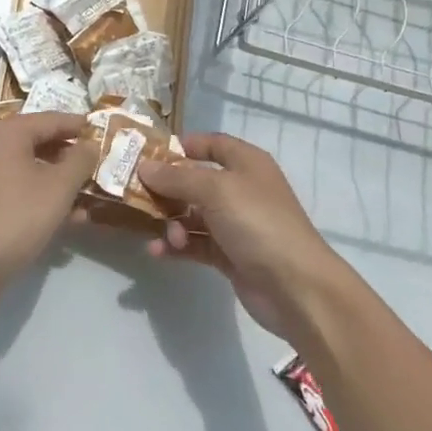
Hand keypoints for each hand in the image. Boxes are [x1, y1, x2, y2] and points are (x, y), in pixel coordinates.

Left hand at [0, 112, 96, 310]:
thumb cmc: (17, 216)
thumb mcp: (59, 187)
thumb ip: (80, 160)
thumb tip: (90, 144)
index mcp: (5, 132)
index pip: (51, 120)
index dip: (80, 126)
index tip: (105, 132)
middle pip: (40, 142)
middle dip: (72, 157)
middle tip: (100, 164)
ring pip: (30, 168)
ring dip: (61, 180)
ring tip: (91, 194)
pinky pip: (18, 187)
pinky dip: (42, 196)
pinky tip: (70, 217)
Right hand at [136, 133, 357, 343]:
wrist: (295, 286)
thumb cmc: (258, 223)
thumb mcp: (215, 190)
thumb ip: (177, 178)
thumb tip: (144, 167)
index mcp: (246, 163)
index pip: (211, 143)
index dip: (183, 145)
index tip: (148, 154)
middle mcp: (241, 189)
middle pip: (195, 181)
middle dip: (167, 189)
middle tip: (135, 195)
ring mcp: (236, 224)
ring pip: (192, 215)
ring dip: (171, 223)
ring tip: (163, 236)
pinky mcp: (230, 255)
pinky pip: (196, 244)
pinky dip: (177, 246)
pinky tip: (158, 253)